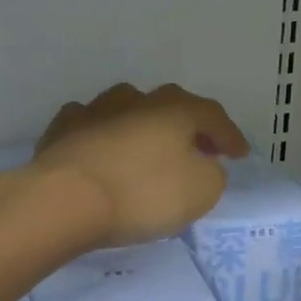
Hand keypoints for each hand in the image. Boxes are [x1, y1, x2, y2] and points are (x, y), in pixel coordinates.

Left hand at [28, 83, 250, 248]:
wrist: (64, 200)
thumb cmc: (141, 194)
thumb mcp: (200, 192)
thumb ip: (211, 174)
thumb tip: (202, 165)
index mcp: (176, 111)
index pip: (212, 115)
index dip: (229, 135)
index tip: (239, 156)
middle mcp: (137, 100)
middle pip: (170, 105)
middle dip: (188, 125)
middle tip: (198, 146)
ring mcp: (95, 110)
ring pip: (127, 106)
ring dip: (143, 123)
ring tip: (148, 144)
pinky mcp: (61, 130)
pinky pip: (90, 124)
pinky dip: (102, 134)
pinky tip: (100, 146)